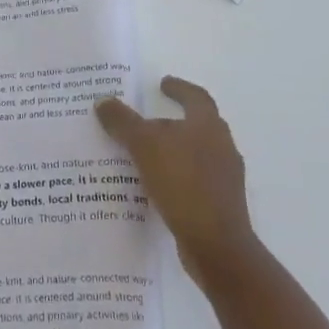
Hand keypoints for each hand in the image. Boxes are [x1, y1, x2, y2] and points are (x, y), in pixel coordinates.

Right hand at [95, 76, 256, 287]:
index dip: (178, 88)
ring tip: (143, 156)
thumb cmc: (183, 183)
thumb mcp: (144, 146)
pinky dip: (175, 176)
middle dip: (171, 122)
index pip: (195, 97)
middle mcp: (222, 147)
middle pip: (196, 126)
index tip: (162, 84)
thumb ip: (123, 122)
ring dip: (172, 151)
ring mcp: (224, 178)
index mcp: (208, 126)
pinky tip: (154, 186)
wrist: (217, 245)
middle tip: (145, 122)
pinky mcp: (220, 204)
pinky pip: (193, 180)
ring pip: (194, 154)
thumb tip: (103, 101)